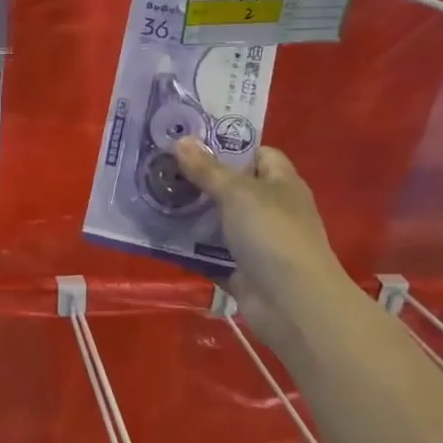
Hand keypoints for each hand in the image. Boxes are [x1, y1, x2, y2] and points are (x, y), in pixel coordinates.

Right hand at [174, 138, 350, 350]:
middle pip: (230, 188)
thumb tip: (181, 139)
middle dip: (197, 180)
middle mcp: (269, 210)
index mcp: (280, 183)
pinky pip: (208, 254)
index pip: (257, 154)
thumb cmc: (272, 235)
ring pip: (216, 222)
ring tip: (151, 198)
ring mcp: (255, 242)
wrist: (292, 303)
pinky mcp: (239, 270)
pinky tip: (158, 237)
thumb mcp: (237, 194)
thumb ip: (207, 169)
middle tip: (158, 168)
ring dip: (188, 215)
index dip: (227, 146)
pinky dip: (188, 249)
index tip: (189, 143)